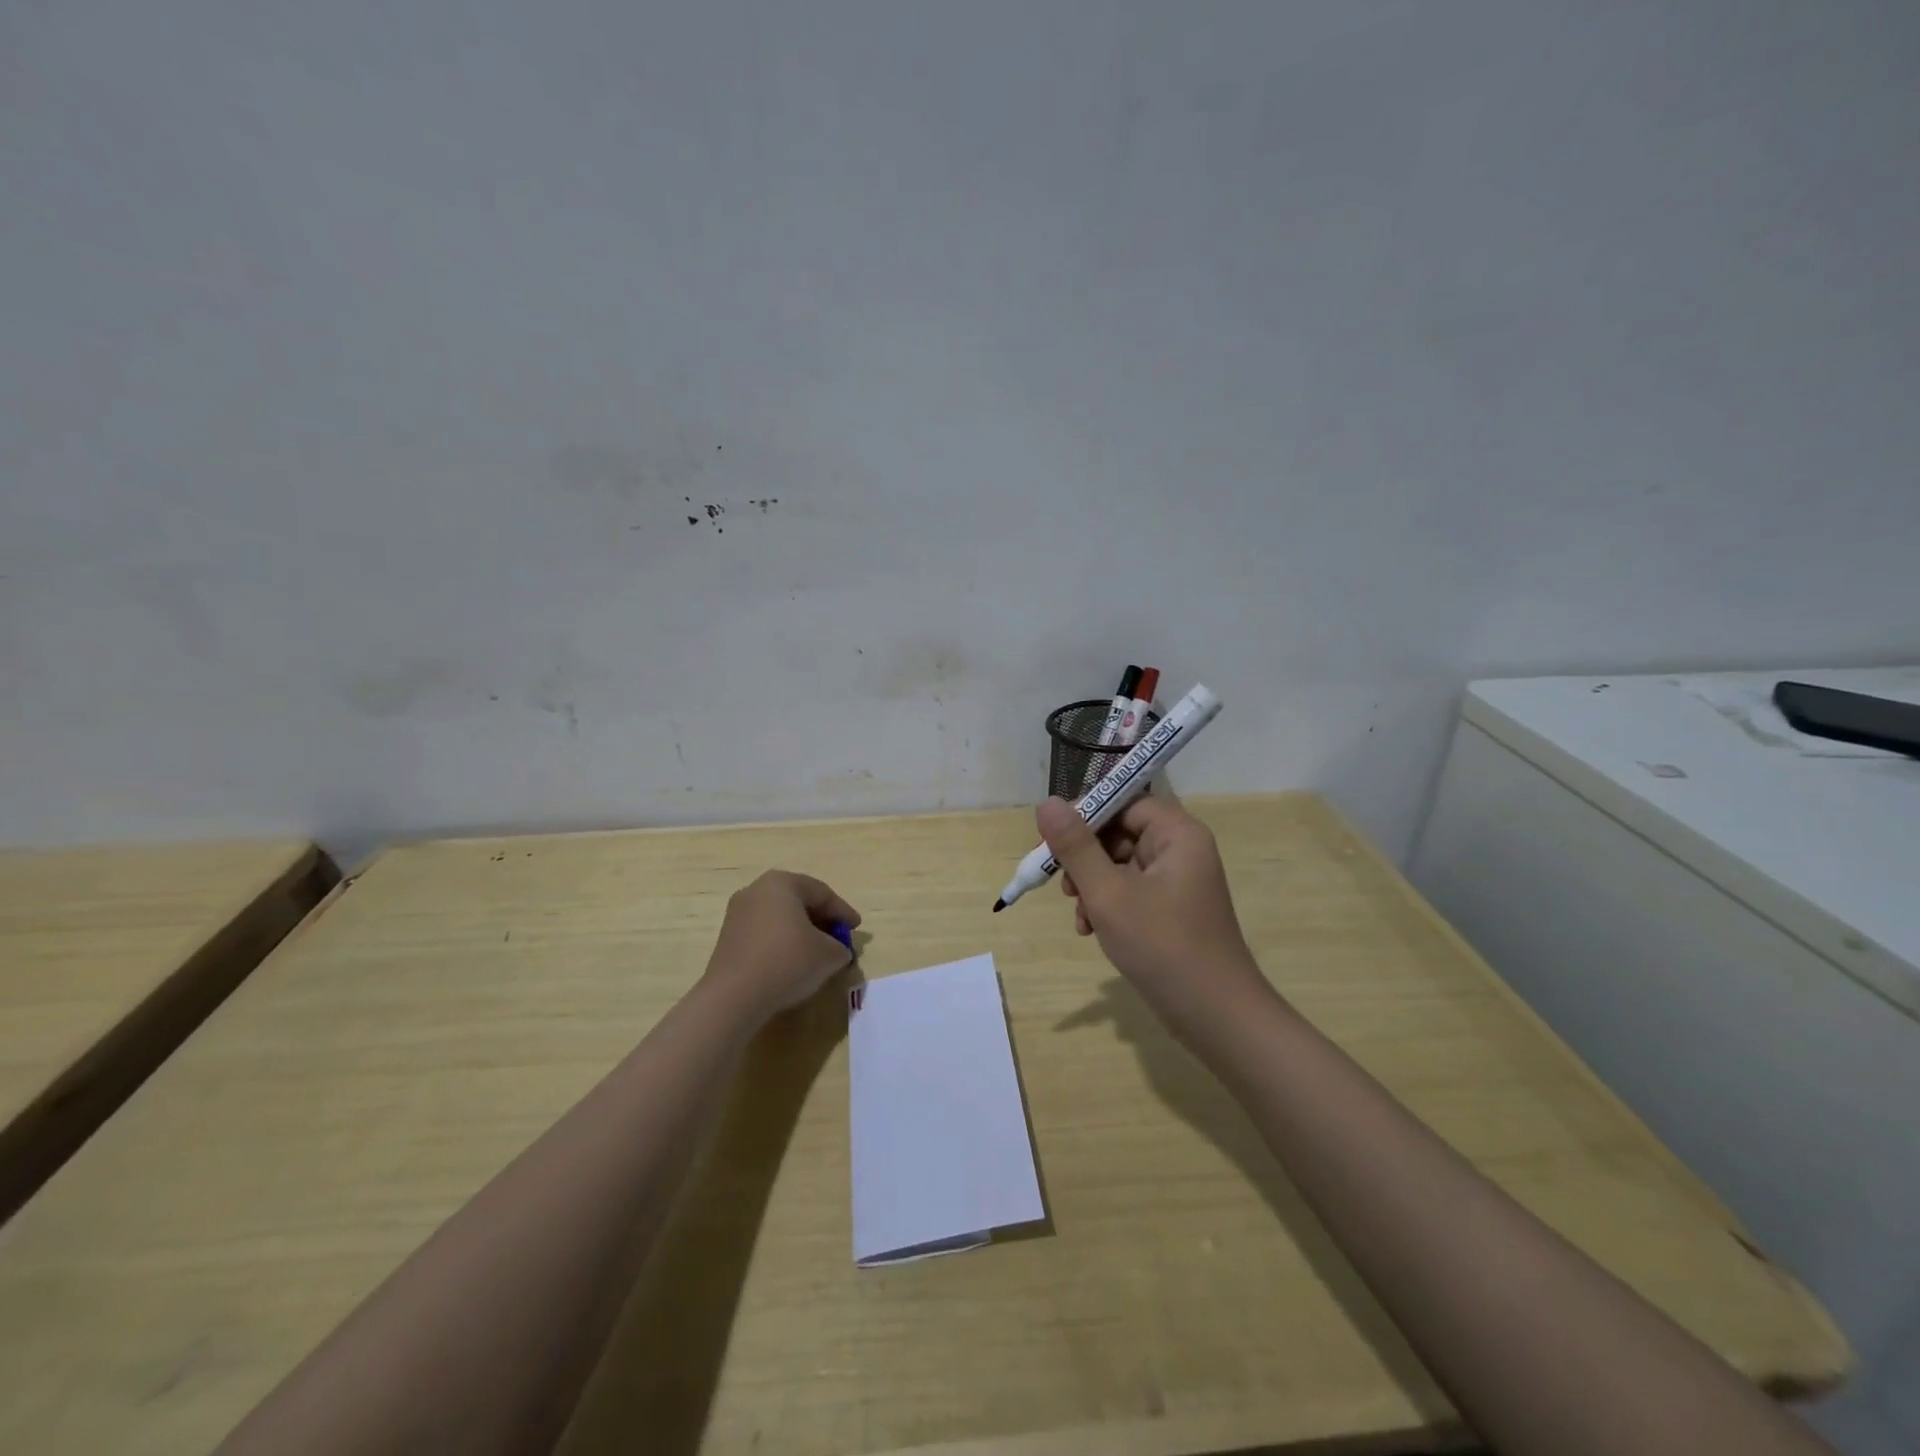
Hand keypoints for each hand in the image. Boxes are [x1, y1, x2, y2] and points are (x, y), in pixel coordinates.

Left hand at [702, 871, 859, 1022]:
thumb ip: (841, 947)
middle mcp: (756, 890)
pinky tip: (793, 963)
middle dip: (822, 921)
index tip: (856, 929)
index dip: (843, 912)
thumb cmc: (787, 962)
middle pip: (799, 902)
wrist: (733, 997)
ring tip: (818, 953)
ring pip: (781, 918)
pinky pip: (764, 933)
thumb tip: (837, 951)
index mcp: (782, 883)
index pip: (822, 893)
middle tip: (839, 939)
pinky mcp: (728, 938)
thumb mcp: (829, 955)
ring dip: (802, 933)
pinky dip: (782, 943)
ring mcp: (738, 913)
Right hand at [1038, 794, 1272, 1032]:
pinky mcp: (1172, 910)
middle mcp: (1182, 850)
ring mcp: (1178, 882)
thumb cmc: (1163, 946)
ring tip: (1081, 916)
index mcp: (1178, 834)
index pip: (1125, 802)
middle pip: (1121, 832)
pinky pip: (1131, 891)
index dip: (1087, 814)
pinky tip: (1092, 930)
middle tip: (1063, 884)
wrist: (1216, 1018)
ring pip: (1120, 865)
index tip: (1053, 838)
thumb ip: (1076, 846)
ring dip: (1092, 886)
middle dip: (1086, 858)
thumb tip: (1047, 803)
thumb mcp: (1109, 894)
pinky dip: (1107, 905)